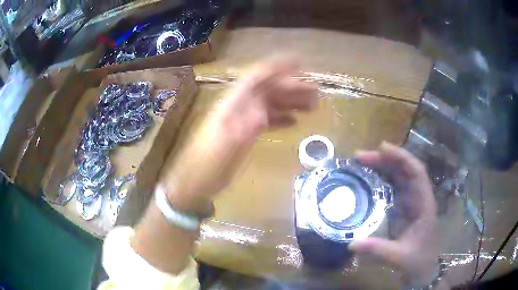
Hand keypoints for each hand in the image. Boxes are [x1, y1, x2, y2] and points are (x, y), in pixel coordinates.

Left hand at [158, 58, 317, 211]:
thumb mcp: (223, 149)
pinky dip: (281, 118)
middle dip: (292, 88)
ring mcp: (241, 120)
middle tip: (316, 92)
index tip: (298, 62)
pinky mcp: (244, 134)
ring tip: (312, 106)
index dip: (276, 67)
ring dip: (290, 102)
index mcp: (231, 106)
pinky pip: (266, 120)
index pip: (256, 78)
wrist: (194, 182)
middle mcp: (238, 108)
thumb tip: (262, 113)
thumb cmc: (206, 167)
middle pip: (267, 90)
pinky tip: (294, 121)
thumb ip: (242, 129)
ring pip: (269, 104)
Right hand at [349, 142, 438, 285]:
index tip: (381, 148)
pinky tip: (369, 179)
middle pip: (405, 170)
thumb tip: (351, 244)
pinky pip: (394, 188)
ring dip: (383, 167)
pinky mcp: (404, 208)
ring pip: (399, 177)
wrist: (423, 269)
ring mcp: (411, 202)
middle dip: (385, 160)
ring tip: (361, 162)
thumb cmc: (417, 260)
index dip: (401, 157)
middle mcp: (418, 198)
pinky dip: (382, 180)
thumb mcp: (398, 257)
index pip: (416, 172)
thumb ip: (377, 250)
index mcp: (424, 203)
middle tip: (360, 156)